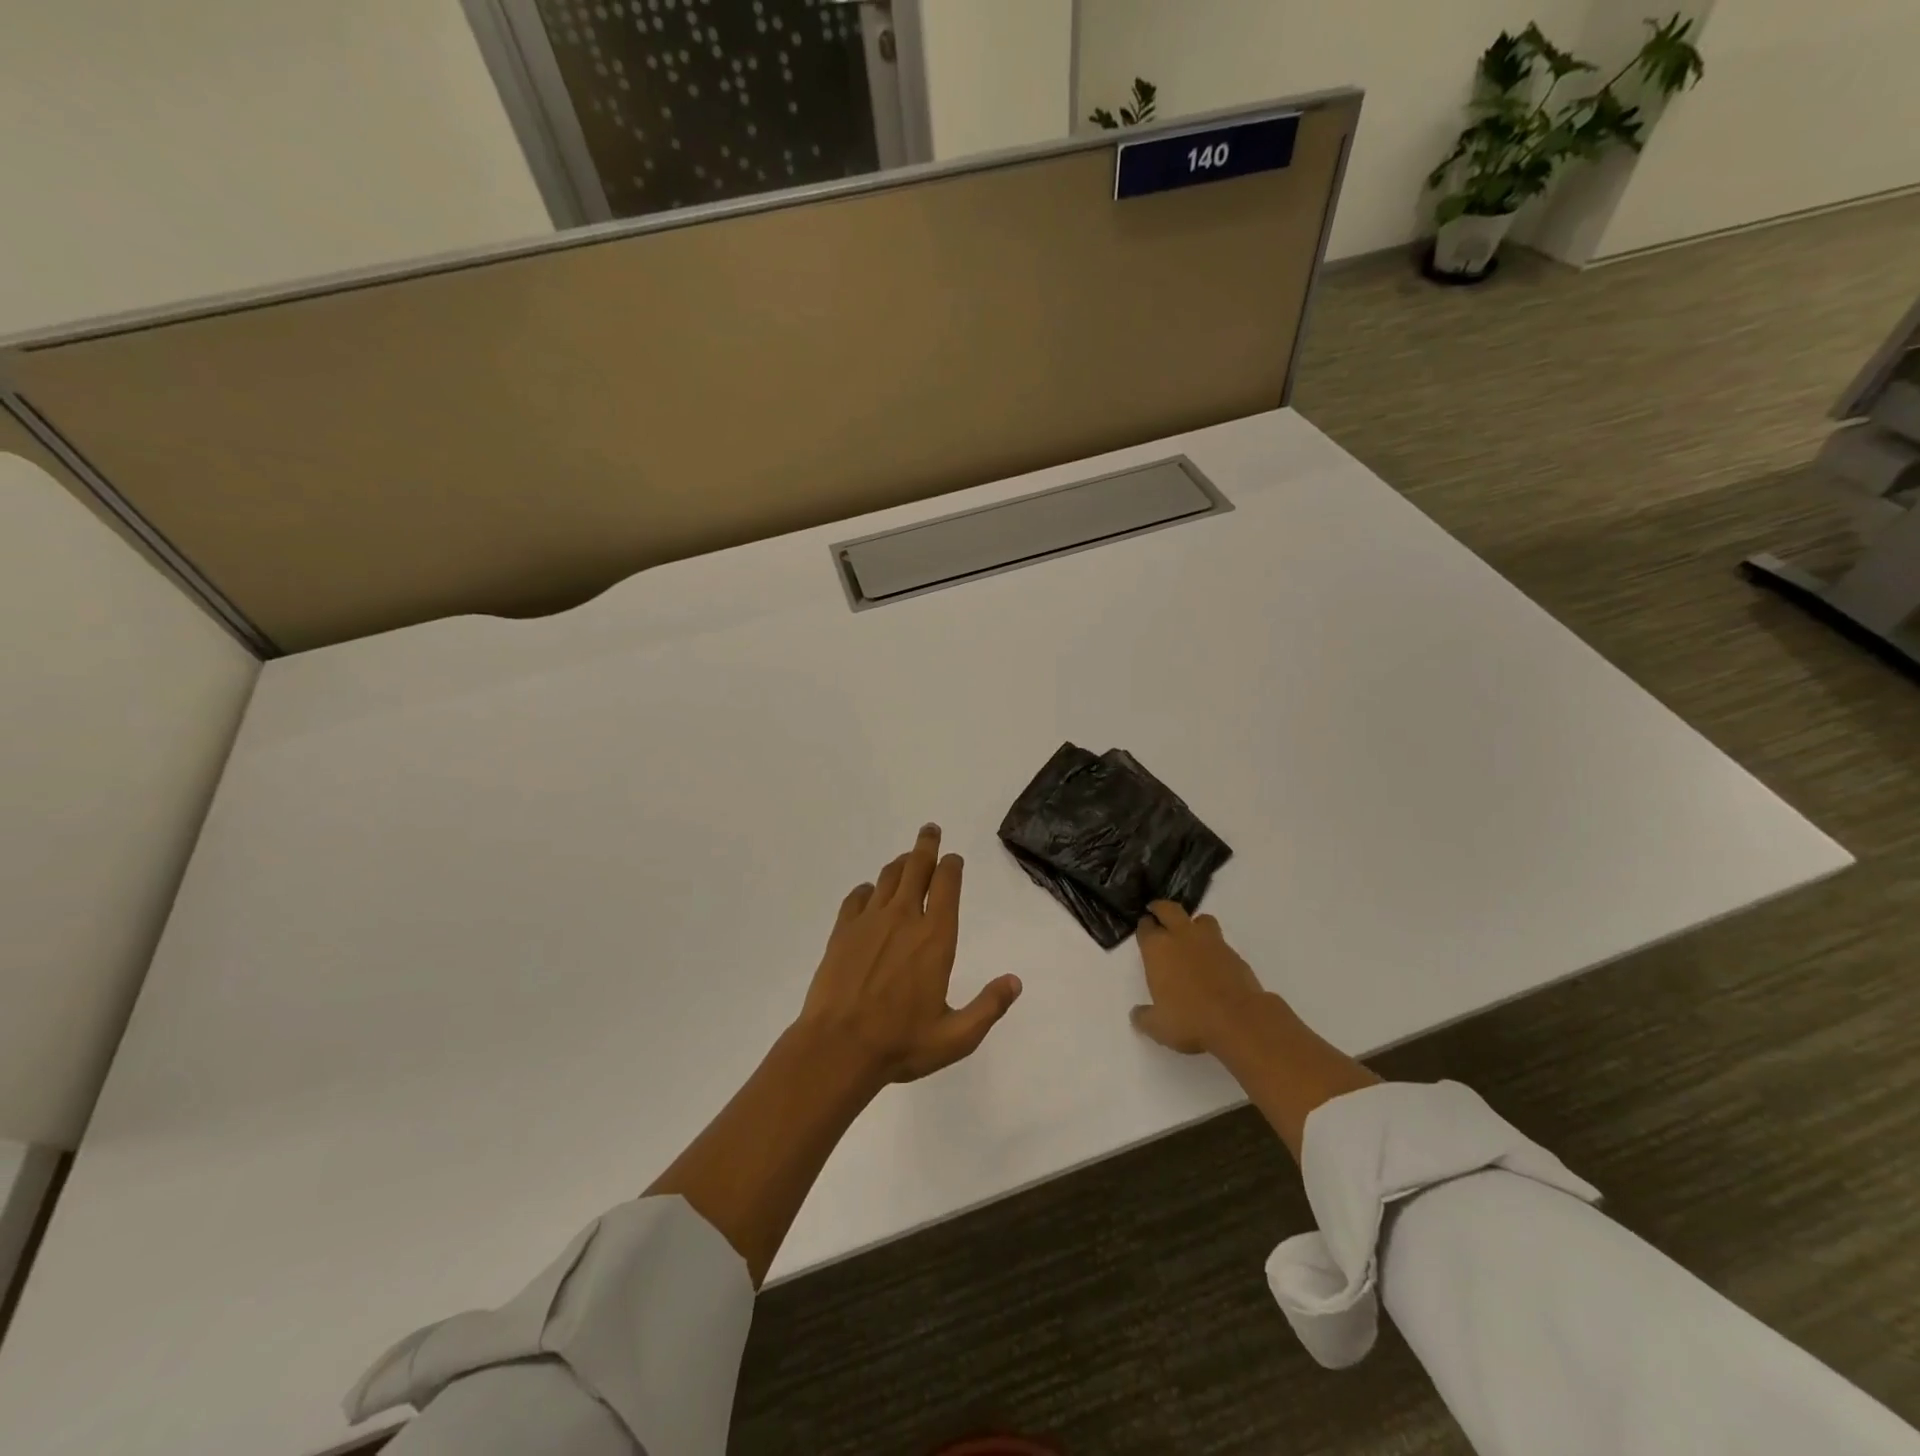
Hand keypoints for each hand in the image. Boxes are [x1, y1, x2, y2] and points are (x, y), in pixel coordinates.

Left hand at [797, 824, 1022, 1084]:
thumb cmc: (901, 1043)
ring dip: (901, 863)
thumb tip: (1015, 981)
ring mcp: (870, 921)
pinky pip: (858, 897)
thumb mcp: (956, 1036)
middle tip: (930, 830)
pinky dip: (869, 889)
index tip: (954, 858)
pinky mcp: (843, 931)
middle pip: (916, 867)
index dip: (952, 866)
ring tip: (906, 858)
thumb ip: (988, 1007)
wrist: (838, 1047)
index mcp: (935, 938)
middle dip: (926, 846)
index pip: (947, 886)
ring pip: (888, 877)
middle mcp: (904, 918)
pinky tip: (870, 893)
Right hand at [1129, 900, 1267, 1054]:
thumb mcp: (1158, 1026)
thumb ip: (1143, 1017)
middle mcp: (1181, 936)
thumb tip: (1137, 1014)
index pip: (1145, 927)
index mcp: (1157, 948)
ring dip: (1193, 924)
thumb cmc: (1190, 1019)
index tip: (1144, 930)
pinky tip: (1212, 964)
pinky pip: (1220, 941)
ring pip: (1200, 919)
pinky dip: (1213, 947)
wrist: (1238, 1020)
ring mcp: (1211, 942)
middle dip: (1161, 909)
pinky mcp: (1234, 953)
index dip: (1144, 927)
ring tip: (1190, 938)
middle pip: (1169, 909)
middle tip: (1158, 914)